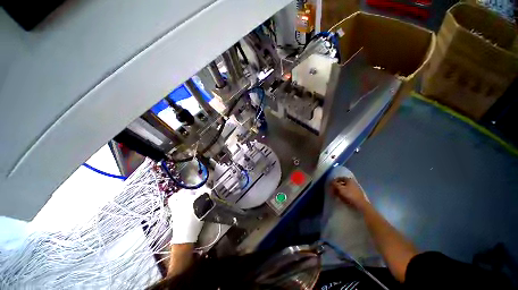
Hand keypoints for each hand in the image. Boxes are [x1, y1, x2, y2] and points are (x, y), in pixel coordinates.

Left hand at [168, 190, 204, 243]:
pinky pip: (173, 197)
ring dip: (189, 192)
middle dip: (198, 192)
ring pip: (184, 192)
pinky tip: (180, 197)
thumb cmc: (196, 224)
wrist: (184, 235)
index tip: (209, 193)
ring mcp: (178, 202)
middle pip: (193, 190)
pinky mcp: (173, 206)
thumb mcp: (204, 212)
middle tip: (202, 196)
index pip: (203, 190)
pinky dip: (177, 195)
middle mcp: (185, 198)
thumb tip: (208, 194)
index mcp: (194, 200)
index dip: (207, 191)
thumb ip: (206, 202)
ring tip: (192, 196)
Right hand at [330, 177, 370, 211]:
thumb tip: (331, 182)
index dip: (334, 181)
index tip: (330, 184)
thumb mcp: (340, 188)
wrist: (360, 205)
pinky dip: (344, 194)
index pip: (340, 178)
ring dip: (340, 191)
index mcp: (349, 180)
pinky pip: (348, 193)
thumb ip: (334, 184)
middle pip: (342, 183)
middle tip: (332, 190)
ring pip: (345, 188)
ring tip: (336, 195)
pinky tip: (341, 198)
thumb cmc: (349, 195)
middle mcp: (353, 183)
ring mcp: (355, 189)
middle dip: (337, 186)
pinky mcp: (356, 195)